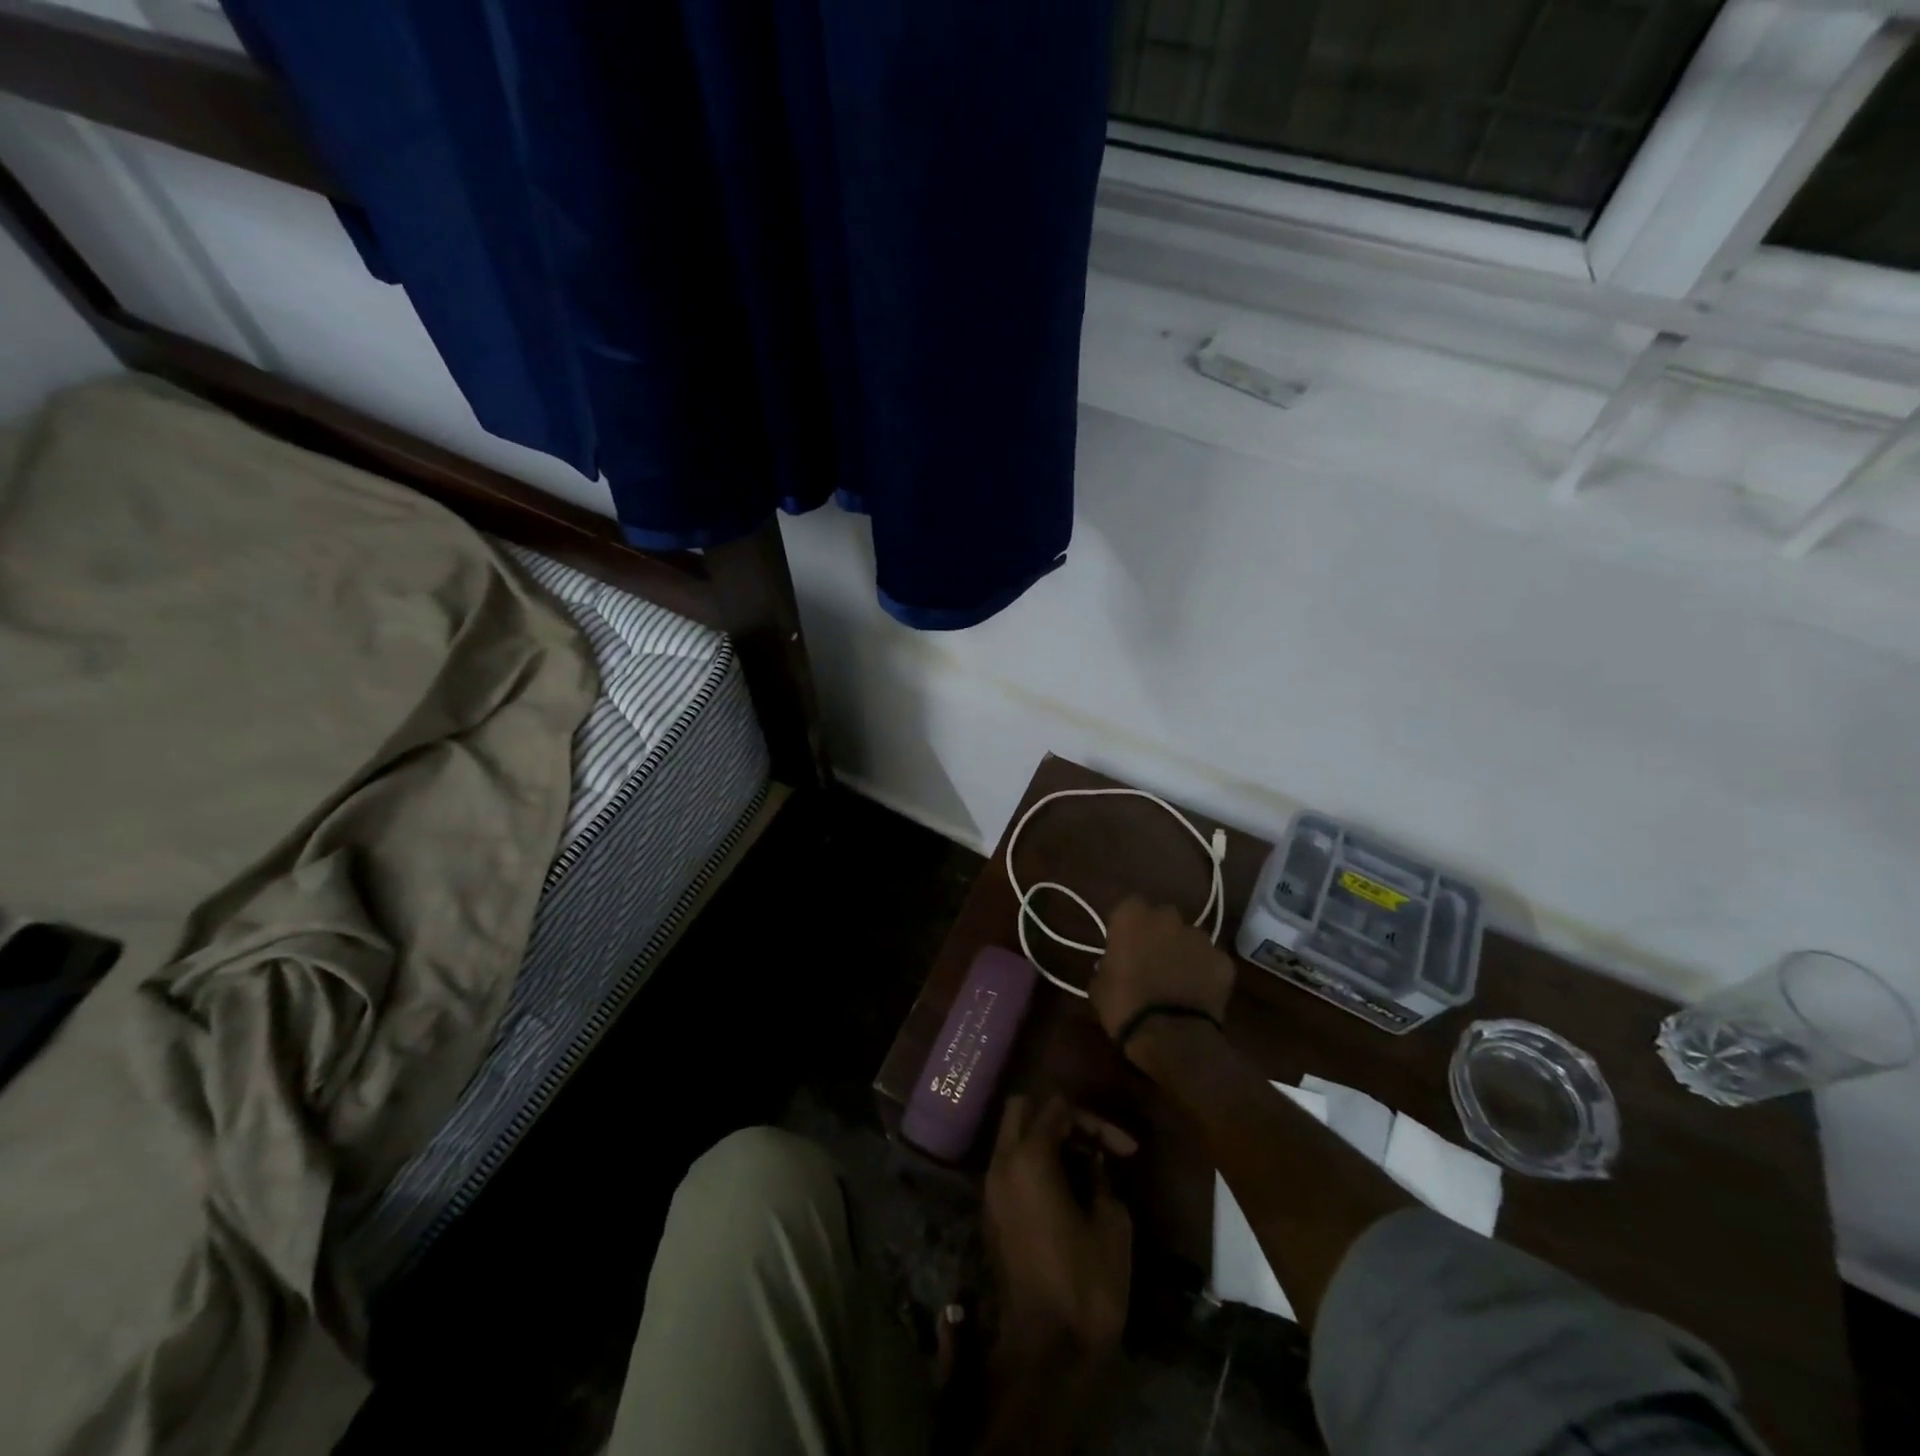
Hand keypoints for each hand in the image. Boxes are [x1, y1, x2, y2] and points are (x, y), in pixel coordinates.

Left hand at [983, 1095, 1135, 1358]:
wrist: (1046, 1352)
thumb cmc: (1086, 1285)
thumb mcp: (1112, 1224)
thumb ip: (1102, 1177)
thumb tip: (1094, 1162)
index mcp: (1029, 1158)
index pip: (1058, 1108)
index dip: (1096, 1122)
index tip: (1127, 1152)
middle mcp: (1002, 1163)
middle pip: (1022, 1108)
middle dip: (1060, 1116)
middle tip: (1095, 1143)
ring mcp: (991, 1189)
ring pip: (1012, 1136)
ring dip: (1045, 1138)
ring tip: (1085, 1164)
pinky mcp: (991, 1214)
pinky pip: (1009, 1166)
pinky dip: (1033, 1162)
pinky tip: (1065, 1187)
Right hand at [1091, 897, 1236, 1055]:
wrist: (1172, 1037)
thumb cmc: (1125, 1007)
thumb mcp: (1099, 986)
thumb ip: (1107, 965)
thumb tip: (1112, 965)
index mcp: (1132, 918)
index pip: (1129, 906)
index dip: (1128, 925)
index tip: (1124, 945)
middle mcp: (1168, 918)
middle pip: (1163, 917)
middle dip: (1158, 933)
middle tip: (1150, 960)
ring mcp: (1200, 938)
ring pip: (1189, 938)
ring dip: (1182, 952)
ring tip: (1177, 980)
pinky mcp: (1223, 961)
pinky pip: (1211, 960)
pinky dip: (1205, 972)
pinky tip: (1198, 994)